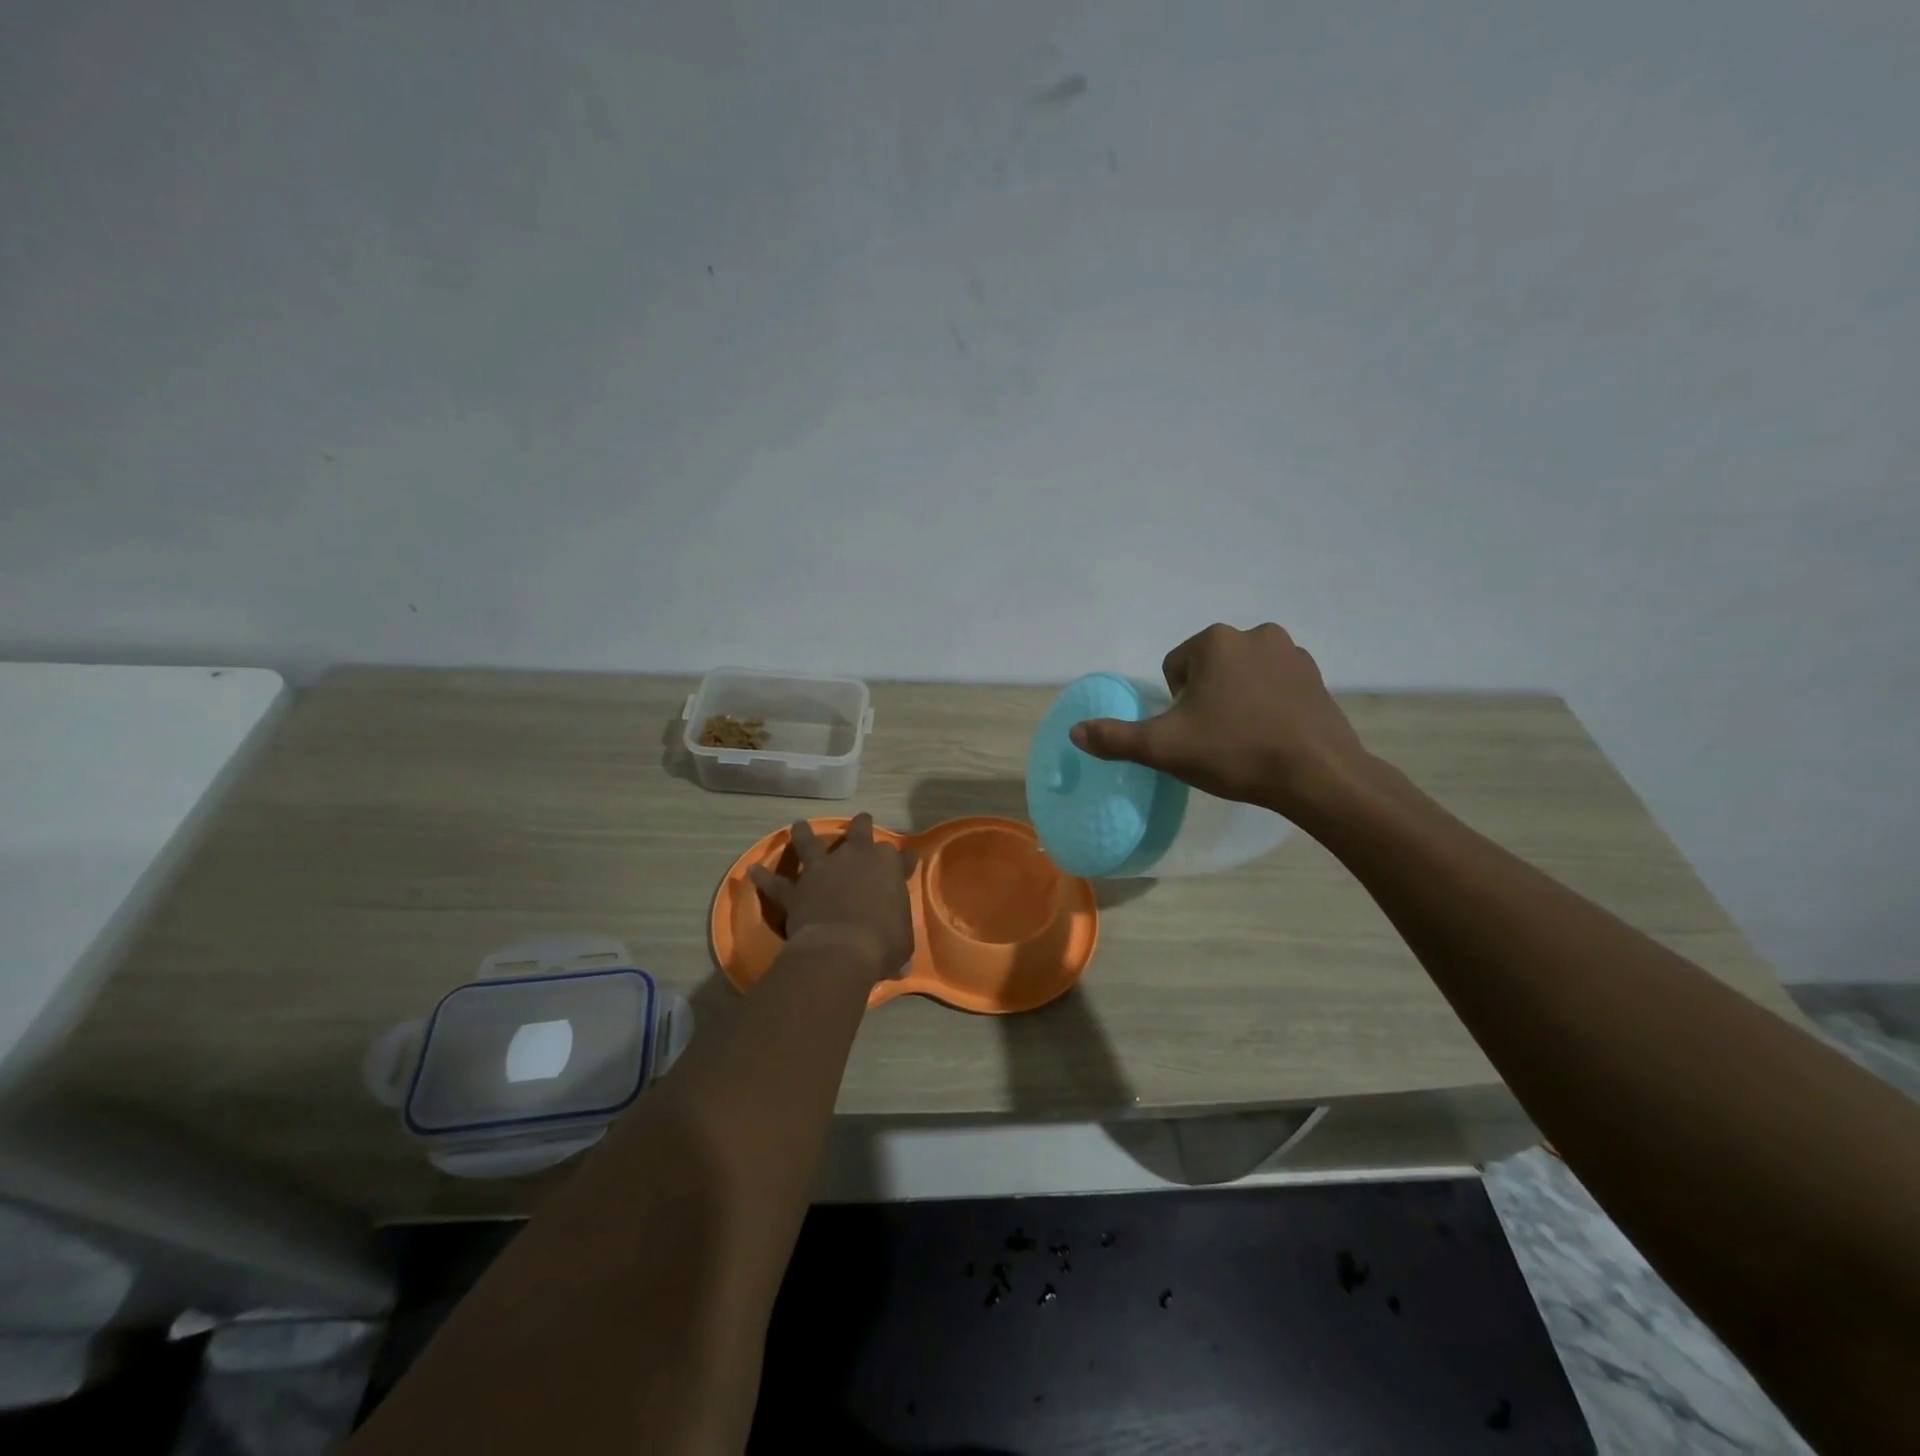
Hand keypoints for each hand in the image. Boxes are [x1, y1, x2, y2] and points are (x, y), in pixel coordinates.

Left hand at [748, 814, 915, 980]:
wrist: (841, 948)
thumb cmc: (882, 943)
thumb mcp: (902, 942)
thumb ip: (898, 939)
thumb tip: (901, 967)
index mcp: (888, 866)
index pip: (901, 857)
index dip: (904, 861)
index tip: (906, 863)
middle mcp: (855, 857)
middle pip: (860, 831)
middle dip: (862, 825)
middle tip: (862, 820)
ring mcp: (822, 869)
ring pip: (811, 843)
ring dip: (804, 834)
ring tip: (798, 825)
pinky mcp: (797, 888)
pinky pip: (776, 882)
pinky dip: (763, 878)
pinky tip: (752, 871)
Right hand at [1068, 622, 1372, 819]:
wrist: (1316, 775)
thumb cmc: (1234, 752)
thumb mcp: (1163, 748)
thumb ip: (1115, 738)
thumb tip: (1074, 733)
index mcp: (1214, 642)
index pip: (1174, 668)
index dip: (1176, 704)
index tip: (1193, 732)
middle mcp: (1254, 634)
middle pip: (1208, 668)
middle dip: (1206, 698)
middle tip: (1216, 738)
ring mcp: (1291, 653)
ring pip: (1242, 675)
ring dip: (1236, 699)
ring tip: (1245, 738)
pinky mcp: (1316, 676)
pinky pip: (1275, 684)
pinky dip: (1267, 703)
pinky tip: (1272, 734)